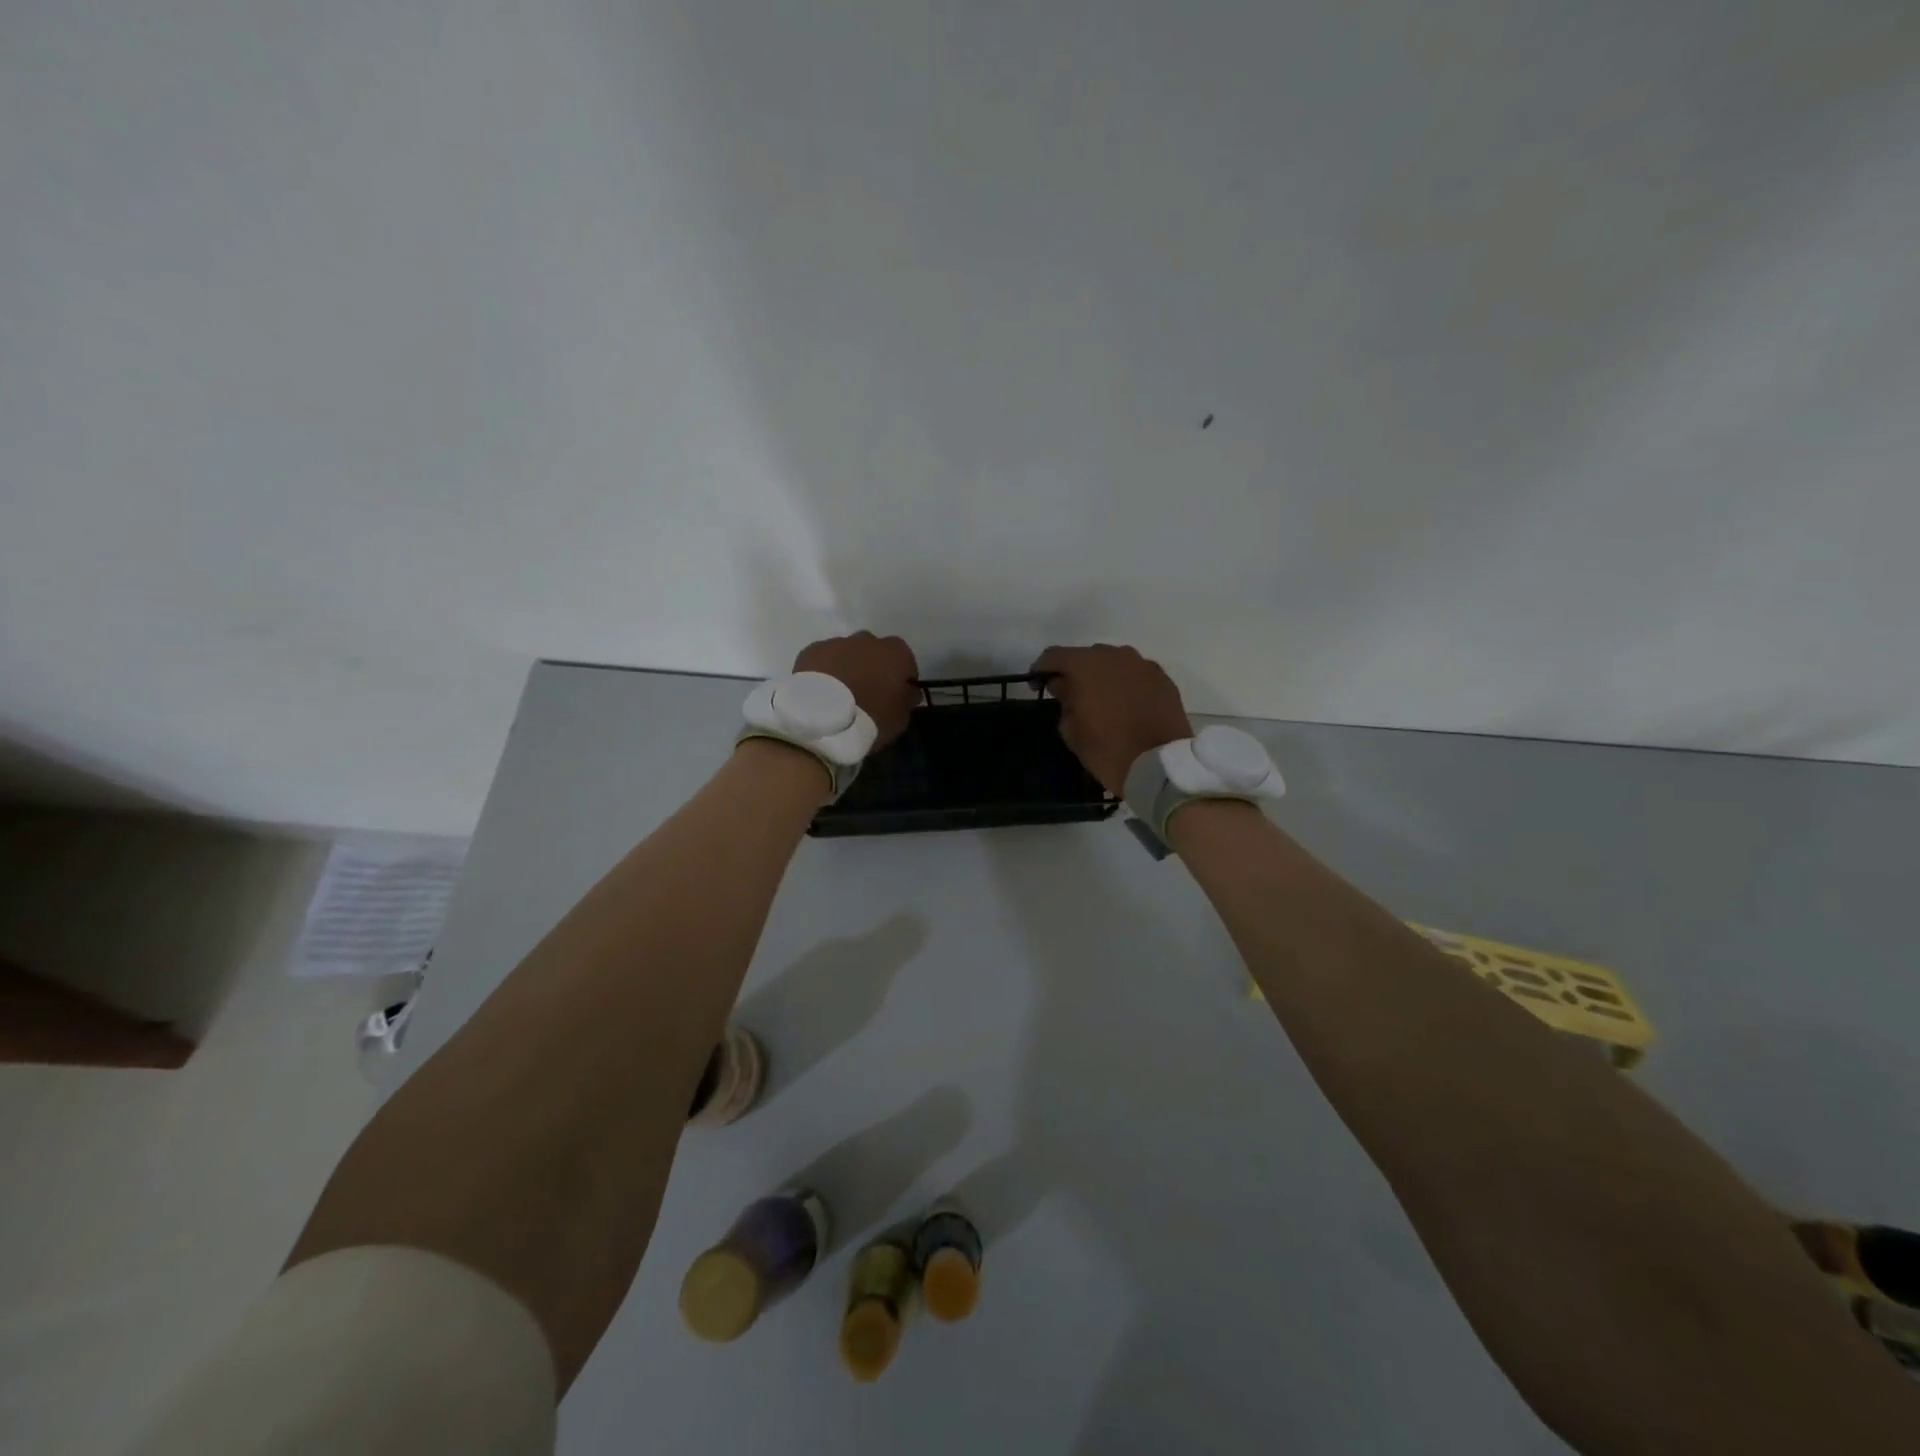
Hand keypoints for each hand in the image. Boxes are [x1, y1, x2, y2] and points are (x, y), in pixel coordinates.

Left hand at [795, 632, 919, 749]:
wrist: (823, 718)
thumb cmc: (871, 718)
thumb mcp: (901, 718)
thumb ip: (907, 699)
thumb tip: (907, 692)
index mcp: (896, 653)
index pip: (905, 661)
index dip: (900, 678)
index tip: (895, 695)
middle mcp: (868, 639)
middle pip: (874, 651)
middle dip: (872, 668)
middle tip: (866, 693)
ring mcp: (837, 642)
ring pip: (847, 653)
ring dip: (847, 668)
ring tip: (841, 694)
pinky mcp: (811, 650)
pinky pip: (824, 659)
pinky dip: (825, 671)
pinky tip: (821, 691)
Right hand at [1032, 644, 1192, 794]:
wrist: (1159, 766)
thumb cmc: (1106, 749)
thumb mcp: (1070, 729)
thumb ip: (1063, 699)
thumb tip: (1064, 686)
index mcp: (1086, 665)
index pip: (1054, 656)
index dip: (1041, 669)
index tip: (1037, 685)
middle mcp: (1115, 655)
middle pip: (1086, 656)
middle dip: (1075, 672)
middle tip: (1071, 695)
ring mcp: (1143, 664)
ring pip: (1114, 663)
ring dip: (1103, 676)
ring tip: (1101, 699)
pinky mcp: (1163, 678)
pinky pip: (1136, 674)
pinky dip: (1126, 684)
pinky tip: (1126, 704)